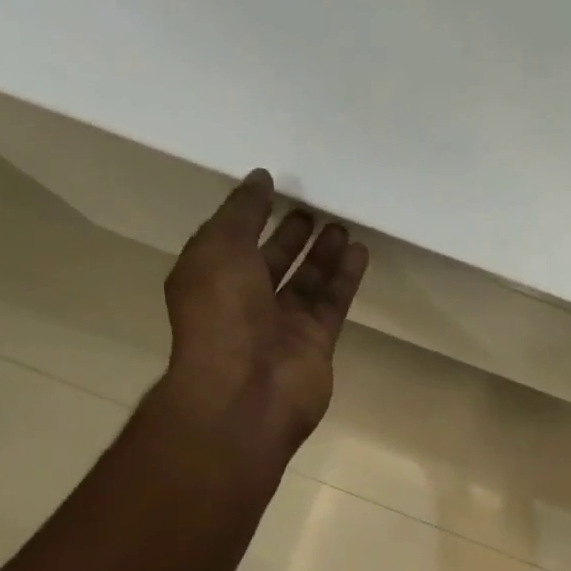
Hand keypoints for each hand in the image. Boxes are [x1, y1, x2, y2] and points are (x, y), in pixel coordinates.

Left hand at [161, 169, 369, 447]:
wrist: (246, 391)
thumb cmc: (221, 314)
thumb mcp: (220, 247)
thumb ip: (242, 211)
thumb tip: (260, 180)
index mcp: (211, 277)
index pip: (233, 239)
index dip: (252, 214)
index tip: (275, 187)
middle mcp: (245, 301)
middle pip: (273, 262)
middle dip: (292, 236)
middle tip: (314, 209)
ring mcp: (283, 324)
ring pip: (308, 282)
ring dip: (324, 254)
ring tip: (342, 225)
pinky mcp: (316, 342)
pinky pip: (333, 303)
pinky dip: (345, 278)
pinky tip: (359, 251)